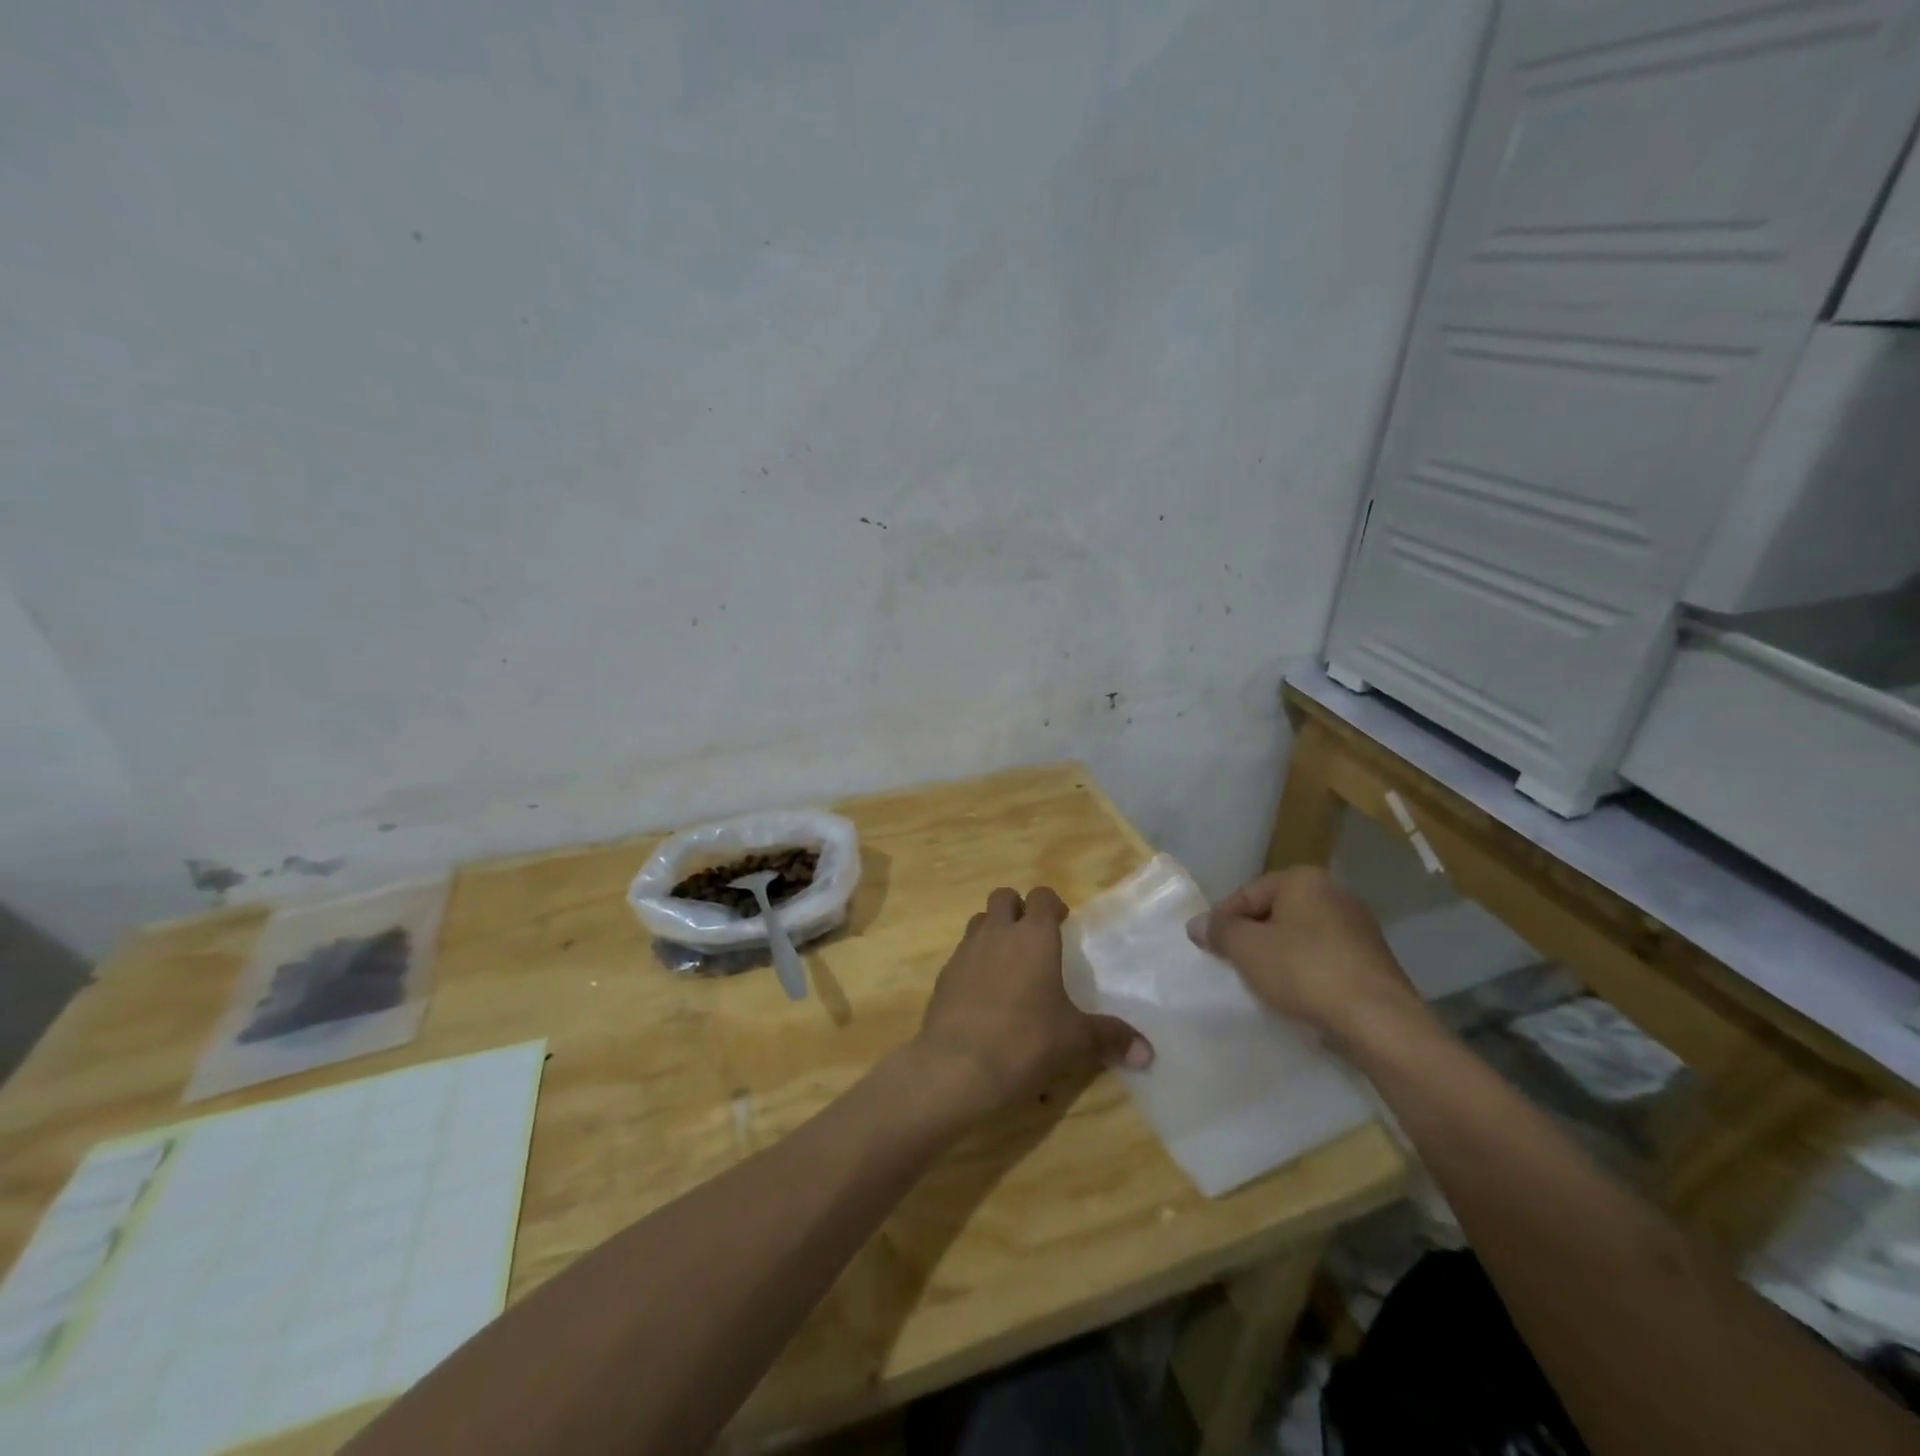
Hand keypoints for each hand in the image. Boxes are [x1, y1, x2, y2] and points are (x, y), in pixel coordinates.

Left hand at [912, 886, 1151, 1120]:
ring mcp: (965, 951)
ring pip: (980, 921)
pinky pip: (962, 953)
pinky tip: (985, 994)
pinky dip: (975, 962)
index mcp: (1033, 936)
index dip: (1053, 905)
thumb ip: (1110, 1038)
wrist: (956, 1067)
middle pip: (1004, 897)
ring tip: (1010, 964)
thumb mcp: (1075, 1041)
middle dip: (1018, 909)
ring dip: (994, 931)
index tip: (1063, 924)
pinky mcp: (944, 975)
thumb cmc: (1025, 1042)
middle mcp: (997, 933)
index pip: (1041, 896)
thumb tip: (1148, 1053)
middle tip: (1034, 939)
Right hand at [1187, 867, 1424, 1044]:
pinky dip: (1305, 973)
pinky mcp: (1371, 962)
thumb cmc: (1304, 971)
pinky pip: (1324, 960)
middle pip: (1274, 913)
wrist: (1378, 1022)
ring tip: (1260, 984)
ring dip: (1277, 957)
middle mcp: (1335, 894)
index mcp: (1304, 879)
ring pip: (1300, 938)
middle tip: (1231, 965)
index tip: (1208, 948)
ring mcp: (1358, 928)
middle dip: (1251, 938)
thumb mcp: (1246, 948)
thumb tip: (1197, 924)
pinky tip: (1294, 996)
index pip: (1247, 893)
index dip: (1222, 920)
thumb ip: (1218, 931)